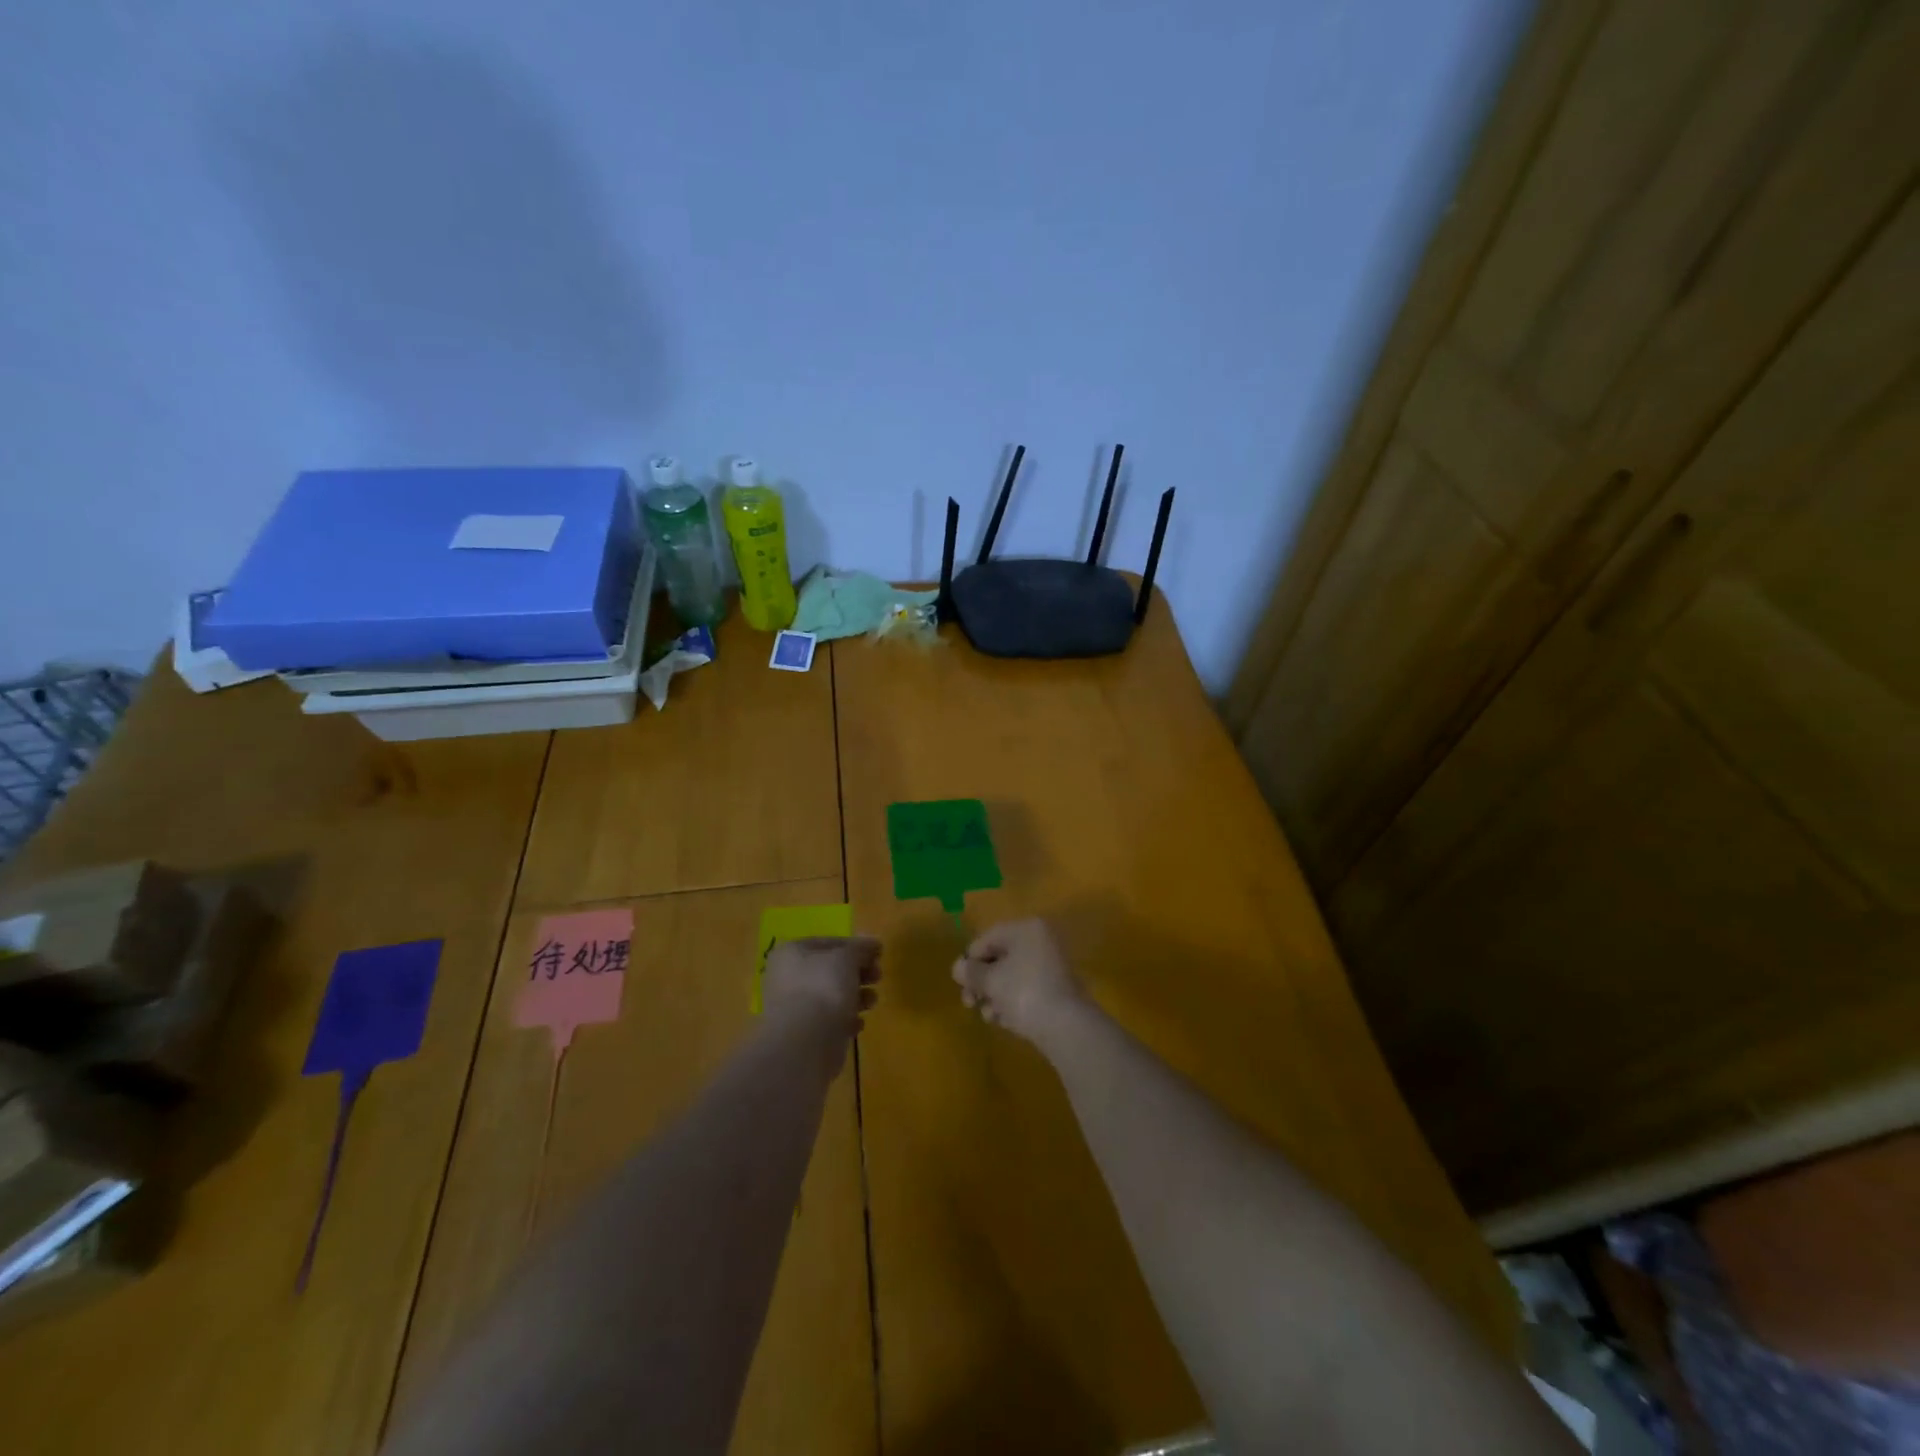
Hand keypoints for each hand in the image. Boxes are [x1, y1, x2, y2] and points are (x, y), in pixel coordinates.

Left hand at [763, 937, 880, 1038]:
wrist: (805, 1042)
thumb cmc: (823, 987)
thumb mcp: (847, 957)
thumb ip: (861, 948)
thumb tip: (873, 943)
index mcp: (791, 952)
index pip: (828, 943)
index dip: (855, 946)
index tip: (877, 953)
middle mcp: (787, 977)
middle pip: (830, 969)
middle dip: (858, 972)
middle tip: (878, 976)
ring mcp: (794, 1007)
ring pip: (831, 995)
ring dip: (856, 996)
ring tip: (872, 1001)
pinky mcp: (804, 1033)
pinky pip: (829, 1020)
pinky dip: (845, 1019)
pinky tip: (858, 1024)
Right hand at [952, 919, 1088, 1045]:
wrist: (1066, 1026)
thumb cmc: (1024, 992)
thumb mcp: (990, 981)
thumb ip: (970, 972)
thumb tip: (957, 968)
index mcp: (1026, 929)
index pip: (987, 938)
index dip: (969, 960)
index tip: (959, 983)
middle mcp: (1040, 941)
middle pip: (999, 958)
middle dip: (981, 982)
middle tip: (969, 1003)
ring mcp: (1051, 965)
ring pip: (1011, 977)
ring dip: (994, 996)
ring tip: (989, 1016)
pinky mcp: (1056, 989)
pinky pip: (1025, 990)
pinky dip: (1011, 1003)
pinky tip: (1003, 1021)